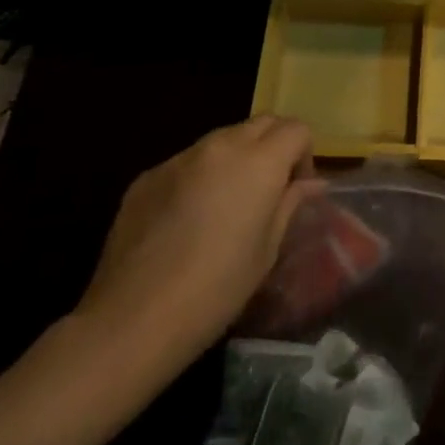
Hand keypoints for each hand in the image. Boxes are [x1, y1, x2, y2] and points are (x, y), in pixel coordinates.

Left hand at [74, 116, 318, 385]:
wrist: (133, 320)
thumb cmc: (216, 289)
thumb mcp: (267, 250)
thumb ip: (290, 204)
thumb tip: (310, 183)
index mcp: (259, 162)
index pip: (296, 129)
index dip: (304, 154)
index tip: (296, 188)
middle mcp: (220, 147)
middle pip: (261, 123)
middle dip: (274, 145)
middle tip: (270, 188)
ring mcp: (179, 158)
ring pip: (222, 139)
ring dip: (237, 157)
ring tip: (228, 202)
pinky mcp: (147, 177)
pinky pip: (186, 162)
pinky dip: (200, 175)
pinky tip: (188, 219)